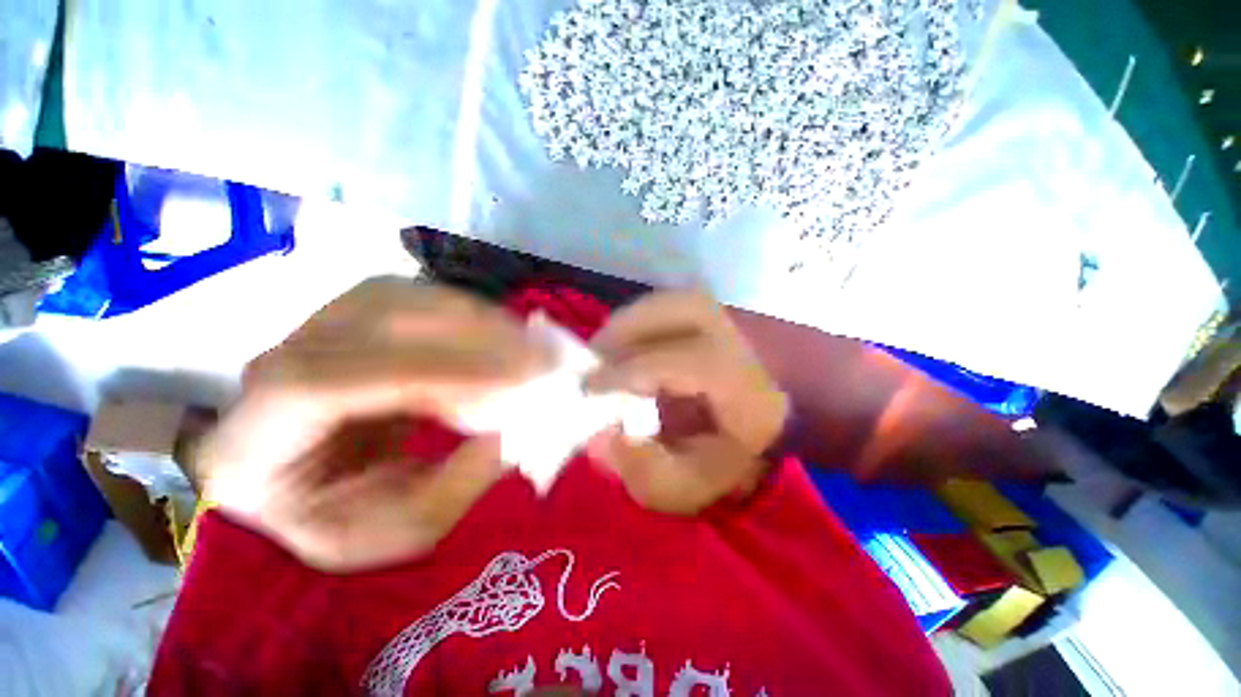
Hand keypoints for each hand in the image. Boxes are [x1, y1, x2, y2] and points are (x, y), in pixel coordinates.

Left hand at [196, 278, 548, 571]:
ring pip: (403, 299)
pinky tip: (506, 338)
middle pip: (370, 323)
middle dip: (470, 340)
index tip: (512, 382)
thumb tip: (518, 428)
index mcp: (254, 439)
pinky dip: (473, 315)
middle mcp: (275, 363)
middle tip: (543, 359)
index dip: (425, 374)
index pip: (325, 384)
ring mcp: (317, 327)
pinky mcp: (357, 315)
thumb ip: (456, 485)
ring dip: (479, 321)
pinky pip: (421, 299)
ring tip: (533, 349)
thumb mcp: (402, 530)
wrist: (313, 480)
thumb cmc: (346, 516)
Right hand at [585, 291, 789, 514]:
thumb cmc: (760, 453)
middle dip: (614, 338)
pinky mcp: (727, 307)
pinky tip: (638, 343)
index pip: (658, 362)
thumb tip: (600, 439)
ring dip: (627, 325)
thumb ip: (646, 471)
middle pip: (655, 314)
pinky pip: (671, 304)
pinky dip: (645, 320)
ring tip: (611, 353)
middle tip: (595, 365)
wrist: (817, 414)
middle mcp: (728, 328)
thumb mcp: (705, 482)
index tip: (586, 391)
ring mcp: (729, 310)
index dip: (614, 376)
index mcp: (731, 372)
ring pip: (660, 302)